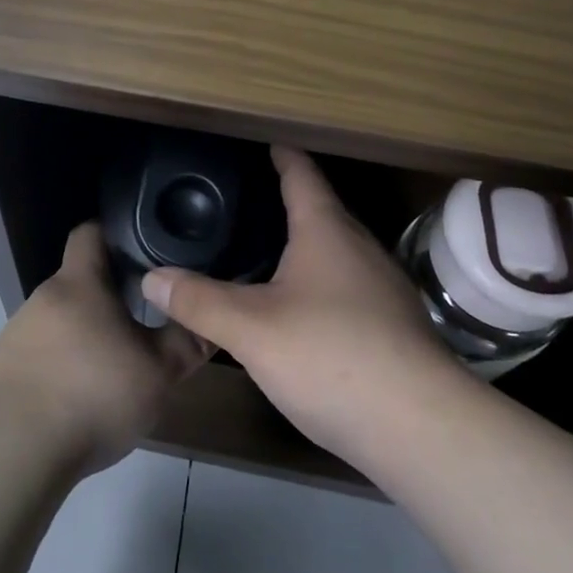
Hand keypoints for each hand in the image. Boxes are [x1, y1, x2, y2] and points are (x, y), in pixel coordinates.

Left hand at [0, 222, 212, 475]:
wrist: (13, 449)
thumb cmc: (92, 394)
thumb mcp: (157, 372)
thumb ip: (186, 344)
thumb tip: (210, 321)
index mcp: (79, 283)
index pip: (90, 232)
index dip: (116, 234)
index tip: (143, 251)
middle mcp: (43, 298)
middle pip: (79, 282)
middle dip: (110, 297)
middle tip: (144, 322)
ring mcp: (17, 333)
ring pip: (61, 321)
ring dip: (86, 336)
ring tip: (114, 368)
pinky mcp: (3, 369)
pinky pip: (41, 355)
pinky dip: (63, 366)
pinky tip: (79, 400)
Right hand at [142, 146, 464, 464]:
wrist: (421, 429)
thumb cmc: (331, 357)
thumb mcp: (251, 329)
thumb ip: (198, 302)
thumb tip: (150, 279)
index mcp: (327, 233)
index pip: (302, 177)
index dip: (283, 157)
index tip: (268, 142)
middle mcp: (361, 250)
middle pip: (323, 212)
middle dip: (290, 202)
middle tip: (249, 200)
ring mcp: (383, 290)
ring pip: (337, 253)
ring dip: (306, 246)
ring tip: (266, 251)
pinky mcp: (393, 328)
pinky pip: (347, 288)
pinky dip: (319, 283)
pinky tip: (299, 309)